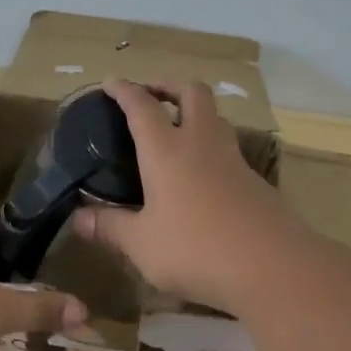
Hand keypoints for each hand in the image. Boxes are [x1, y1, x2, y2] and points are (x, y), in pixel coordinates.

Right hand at [69, 79, 306, 311]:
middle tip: (152, 97)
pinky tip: (202, 177)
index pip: (142, 105)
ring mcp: (234, 161)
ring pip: (216, 119)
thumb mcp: (142, 244)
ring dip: (195, 114)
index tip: (110, 83)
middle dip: (169, 86)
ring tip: (177, 133)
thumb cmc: (195, 248)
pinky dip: (211, 149)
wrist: (272, 266)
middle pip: (192, 93)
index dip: (124, 90)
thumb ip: (109, 227)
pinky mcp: (256, 182)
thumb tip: (77, 218)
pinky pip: (229, 151)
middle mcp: (201, 144)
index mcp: (166, 150)